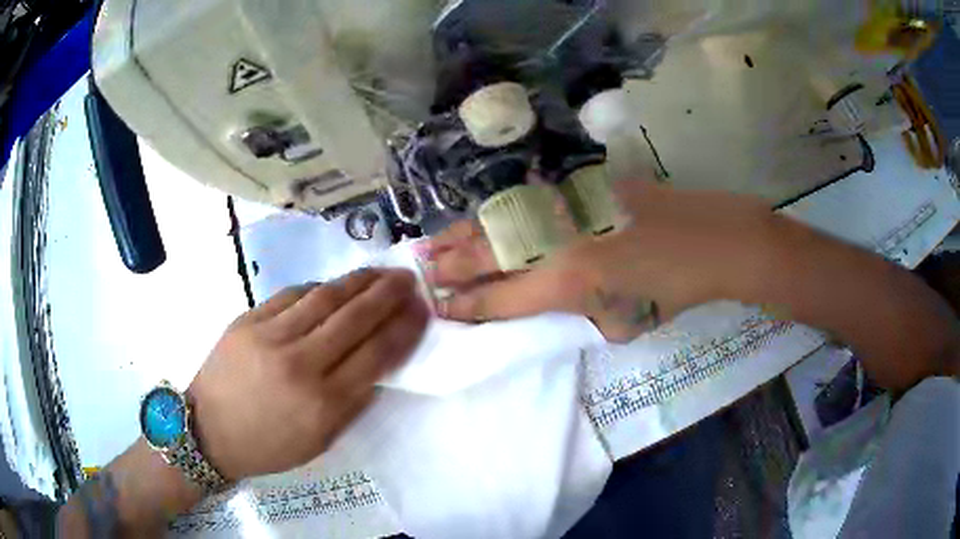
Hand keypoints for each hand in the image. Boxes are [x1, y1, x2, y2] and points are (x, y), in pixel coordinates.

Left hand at [187, 268, 428, 480]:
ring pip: (325, 297)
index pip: (377, 354)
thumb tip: (378, 364)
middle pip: (354, 318)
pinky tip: (333, 286)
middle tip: (407, 280)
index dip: (404, 328)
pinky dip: (319, 288)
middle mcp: (300, 364)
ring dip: (358, 282)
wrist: (209, 431)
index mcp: (323, 403)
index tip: (421, 310)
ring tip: (379, 272)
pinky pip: (292, 295)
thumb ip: (353, 403)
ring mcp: (270, 336)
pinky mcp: (248, 320)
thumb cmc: (269, 445)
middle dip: (388, 294)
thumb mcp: (320, 441)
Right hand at [425, 181, 776, 341]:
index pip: (500, 298)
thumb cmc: (675, 291)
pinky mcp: (583, 186)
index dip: (466, 306)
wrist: (716, 240)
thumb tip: (554, 297)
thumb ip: (579, 311)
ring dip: (463, 234)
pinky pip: (529, 202)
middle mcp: (557, 241)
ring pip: (500, 221)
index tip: (440, 309)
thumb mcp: (623, 322)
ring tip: (433, 243)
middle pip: (488, 253)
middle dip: (450, 266)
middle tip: (421, 272)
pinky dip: (500, 214)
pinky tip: (485, 218)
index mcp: (568, 283)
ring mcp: (568, 207)